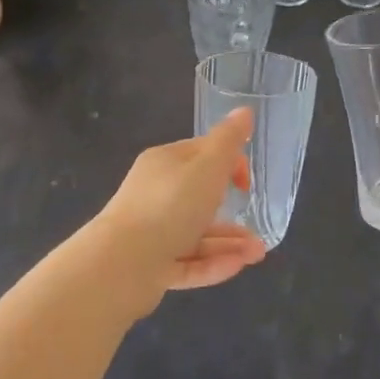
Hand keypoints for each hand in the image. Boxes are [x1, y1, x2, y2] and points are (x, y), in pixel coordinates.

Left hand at [96, 109, 266, 305]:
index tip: (246, 183)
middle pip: (200, 198)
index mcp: (165, 163)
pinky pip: (187, 261)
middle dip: (233, 211)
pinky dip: (212, 264)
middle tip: (258, 228)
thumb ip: (229, 141)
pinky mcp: (150, 266)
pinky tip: (238, 267)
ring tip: (258, 254)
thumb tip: (244, 111)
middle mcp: (156, 194)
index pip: (202, 154)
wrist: (121, 266)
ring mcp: (151, 232)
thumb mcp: (208, 166)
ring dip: (229, 242)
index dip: (230, 164)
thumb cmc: (170, 206)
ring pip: (197, 234)